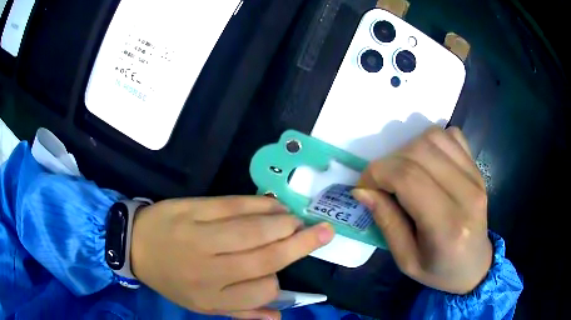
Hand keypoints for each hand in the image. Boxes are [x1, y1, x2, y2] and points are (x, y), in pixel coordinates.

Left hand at [130, 196, 333, 318]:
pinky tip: (275, 205)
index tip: (277, 272)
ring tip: (299, 221)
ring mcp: (202, 236)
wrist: (136, 245)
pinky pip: (236, 205)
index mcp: (213, 296)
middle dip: (302, 244)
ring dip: (285, 223)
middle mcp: (211, 268)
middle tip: (325, 232)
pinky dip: (262, 205)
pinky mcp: (195, 210)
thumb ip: (242, 312)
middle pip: (267, 257)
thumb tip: (280, 317)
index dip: (278, 280)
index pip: (264, 289)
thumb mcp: (202, 305)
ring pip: (257, 229)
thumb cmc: (171, 279)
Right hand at [353, 127, 491, 293]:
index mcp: (448, 226)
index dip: (377, 173)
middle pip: (419, 152)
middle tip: (381, 183)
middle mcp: (466, 194)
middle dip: (389, 162)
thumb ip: (386, 222)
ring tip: (403, 172)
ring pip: (434, 137)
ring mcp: (476, 177)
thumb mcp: (406, 260)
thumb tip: (362, 190)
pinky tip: (426, 162)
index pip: (408, 178)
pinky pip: (452, 136)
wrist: (474, 266)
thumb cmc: (439, 270)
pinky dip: (432, 142)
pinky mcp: (478, 169)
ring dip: (408, 148)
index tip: (364, 186)